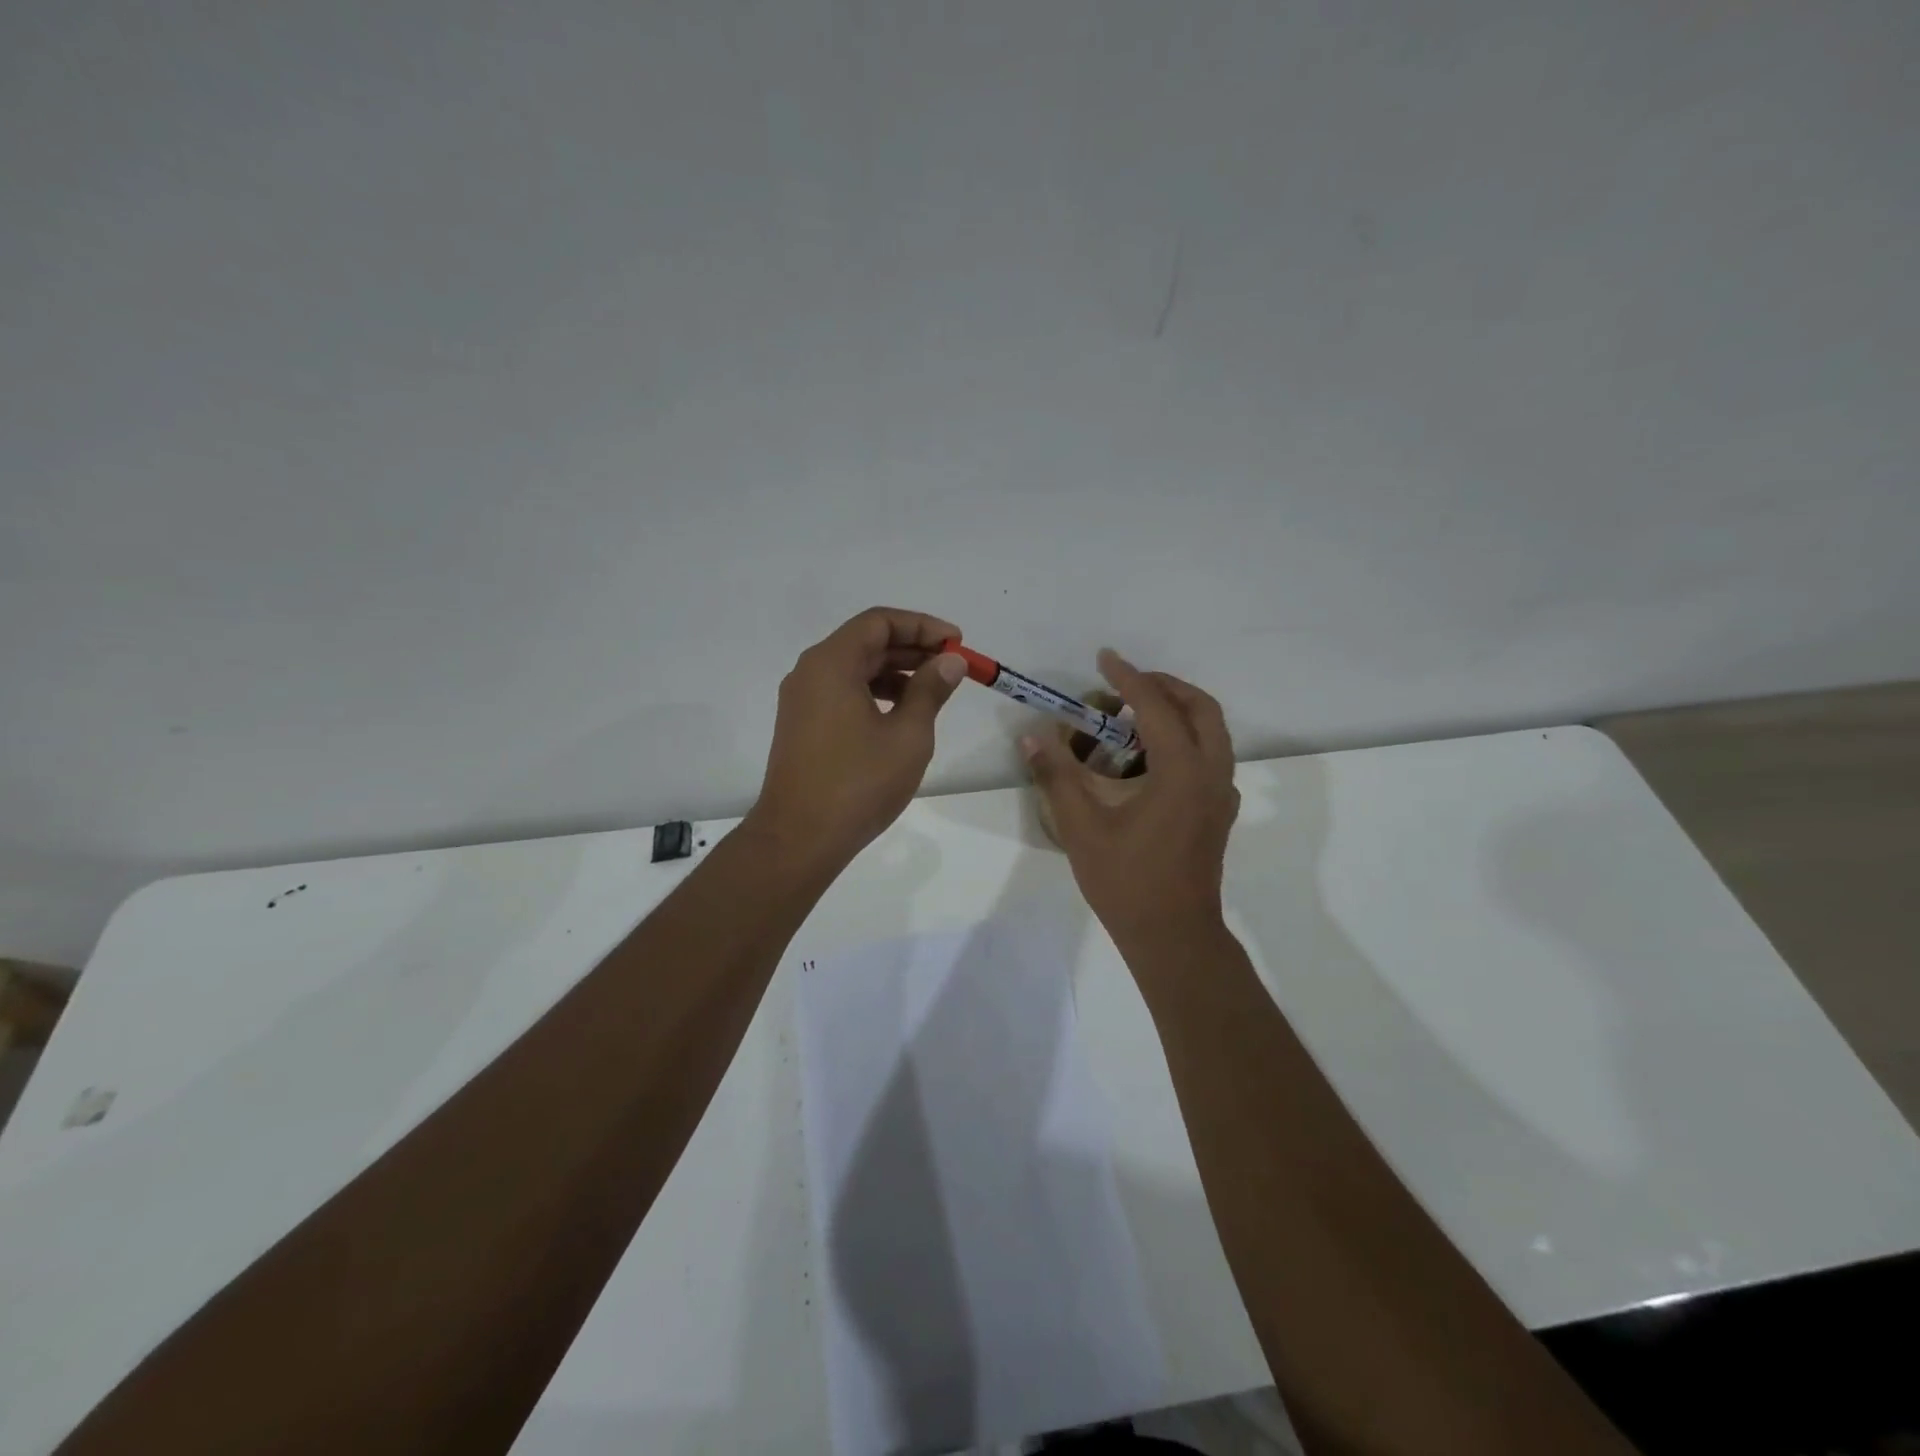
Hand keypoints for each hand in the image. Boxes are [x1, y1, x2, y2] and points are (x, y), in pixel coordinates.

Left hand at [749, 607, 966, 870]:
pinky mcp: (802, 725)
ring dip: (896, 672)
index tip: (956, 642)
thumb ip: (931, 690)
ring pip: (854, 669)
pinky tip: (902, 714)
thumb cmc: (859, 783)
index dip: (922, 626)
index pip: (879, 622)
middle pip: (866, 642)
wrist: (800, 838)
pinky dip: (875, 693)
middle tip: (952, 666)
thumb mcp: (908, 734)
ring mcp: (802, 700)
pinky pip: (842, 692)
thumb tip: (950, 661)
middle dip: (912, 649)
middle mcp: (810, 672)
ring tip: (934, 690)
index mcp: (831, 663)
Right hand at [1023, 650, 1239, 950]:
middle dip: (1165, 686)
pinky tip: (1148, 759)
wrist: (1173, 936)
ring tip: (1133, 717)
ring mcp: (1222, 795)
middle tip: (1126, 684)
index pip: (1157, 707)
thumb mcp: (1082, 827)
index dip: (1129, 678)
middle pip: (1201, 709)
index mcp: (1182, 772)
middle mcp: (1212, 775)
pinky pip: (1210, 757)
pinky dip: (1185, 739)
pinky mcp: (1220, 812)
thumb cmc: (1126, 882)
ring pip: (1212, 732)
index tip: (1105, 658)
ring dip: (1178, 712)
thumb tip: (1031, 736)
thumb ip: (1057, 776)